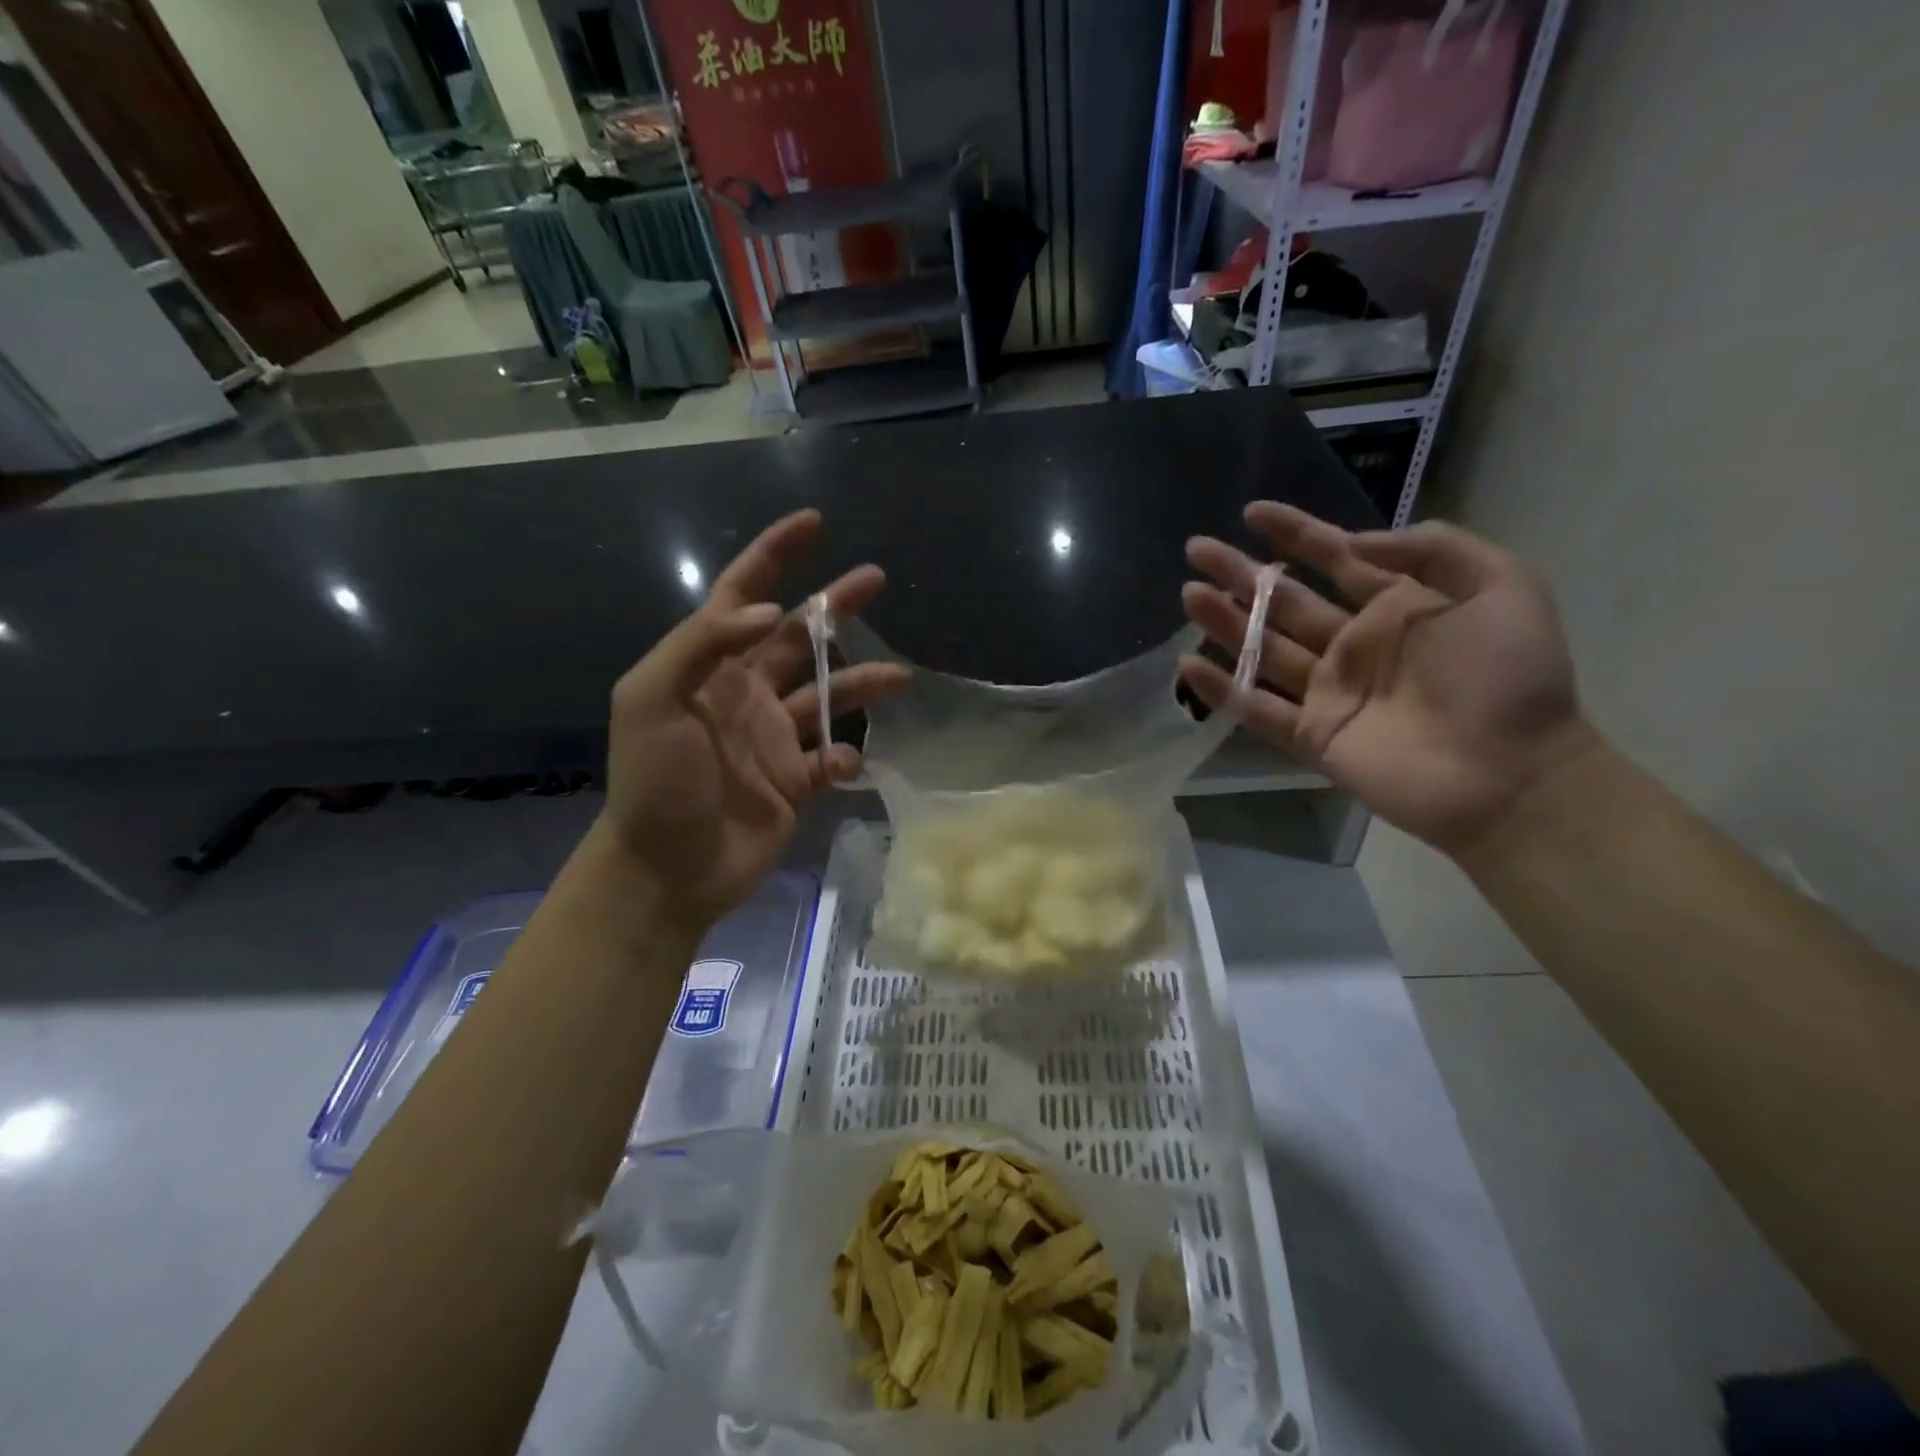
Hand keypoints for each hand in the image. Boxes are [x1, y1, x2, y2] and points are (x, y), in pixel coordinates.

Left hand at [595, 509, 908, 932]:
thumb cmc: (654, 779)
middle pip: (799, 637)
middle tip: (876, 579)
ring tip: (902, 677)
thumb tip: (770, 613)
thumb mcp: (651, 698)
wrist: (669, 867)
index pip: (742, 595)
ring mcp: (775, 739)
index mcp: (711, 666)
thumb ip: (703, 644)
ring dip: (863, 681)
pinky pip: (833, 756)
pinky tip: (845, 761)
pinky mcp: (797, 781)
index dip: (774, 556)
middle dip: (835, 606)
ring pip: (828, 695)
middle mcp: (747, 693)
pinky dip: (846, 754)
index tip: (813, 524)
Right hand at [1180, 503, 1596, 853]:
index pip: (1333, 559)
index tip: (1252, 511)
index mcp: (1396, 607)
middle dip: (1240, 574)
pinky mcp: (1311, 736)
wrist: (1509, 775)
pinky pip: (1257, 709)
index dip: (1293, 533)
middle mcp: (1353, 645)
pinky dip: (1222, 690)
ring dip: (1224, 623)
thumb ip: (1434, 550)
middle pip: (1284, 602)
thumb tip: (1355, 543)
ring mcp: (1328, 692)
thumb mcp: (1502, 587)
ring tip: (1188, 595)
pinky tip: (1188, 666)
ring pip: (1262, 650)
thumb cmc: (1509, 678)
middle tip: (1197, 550)